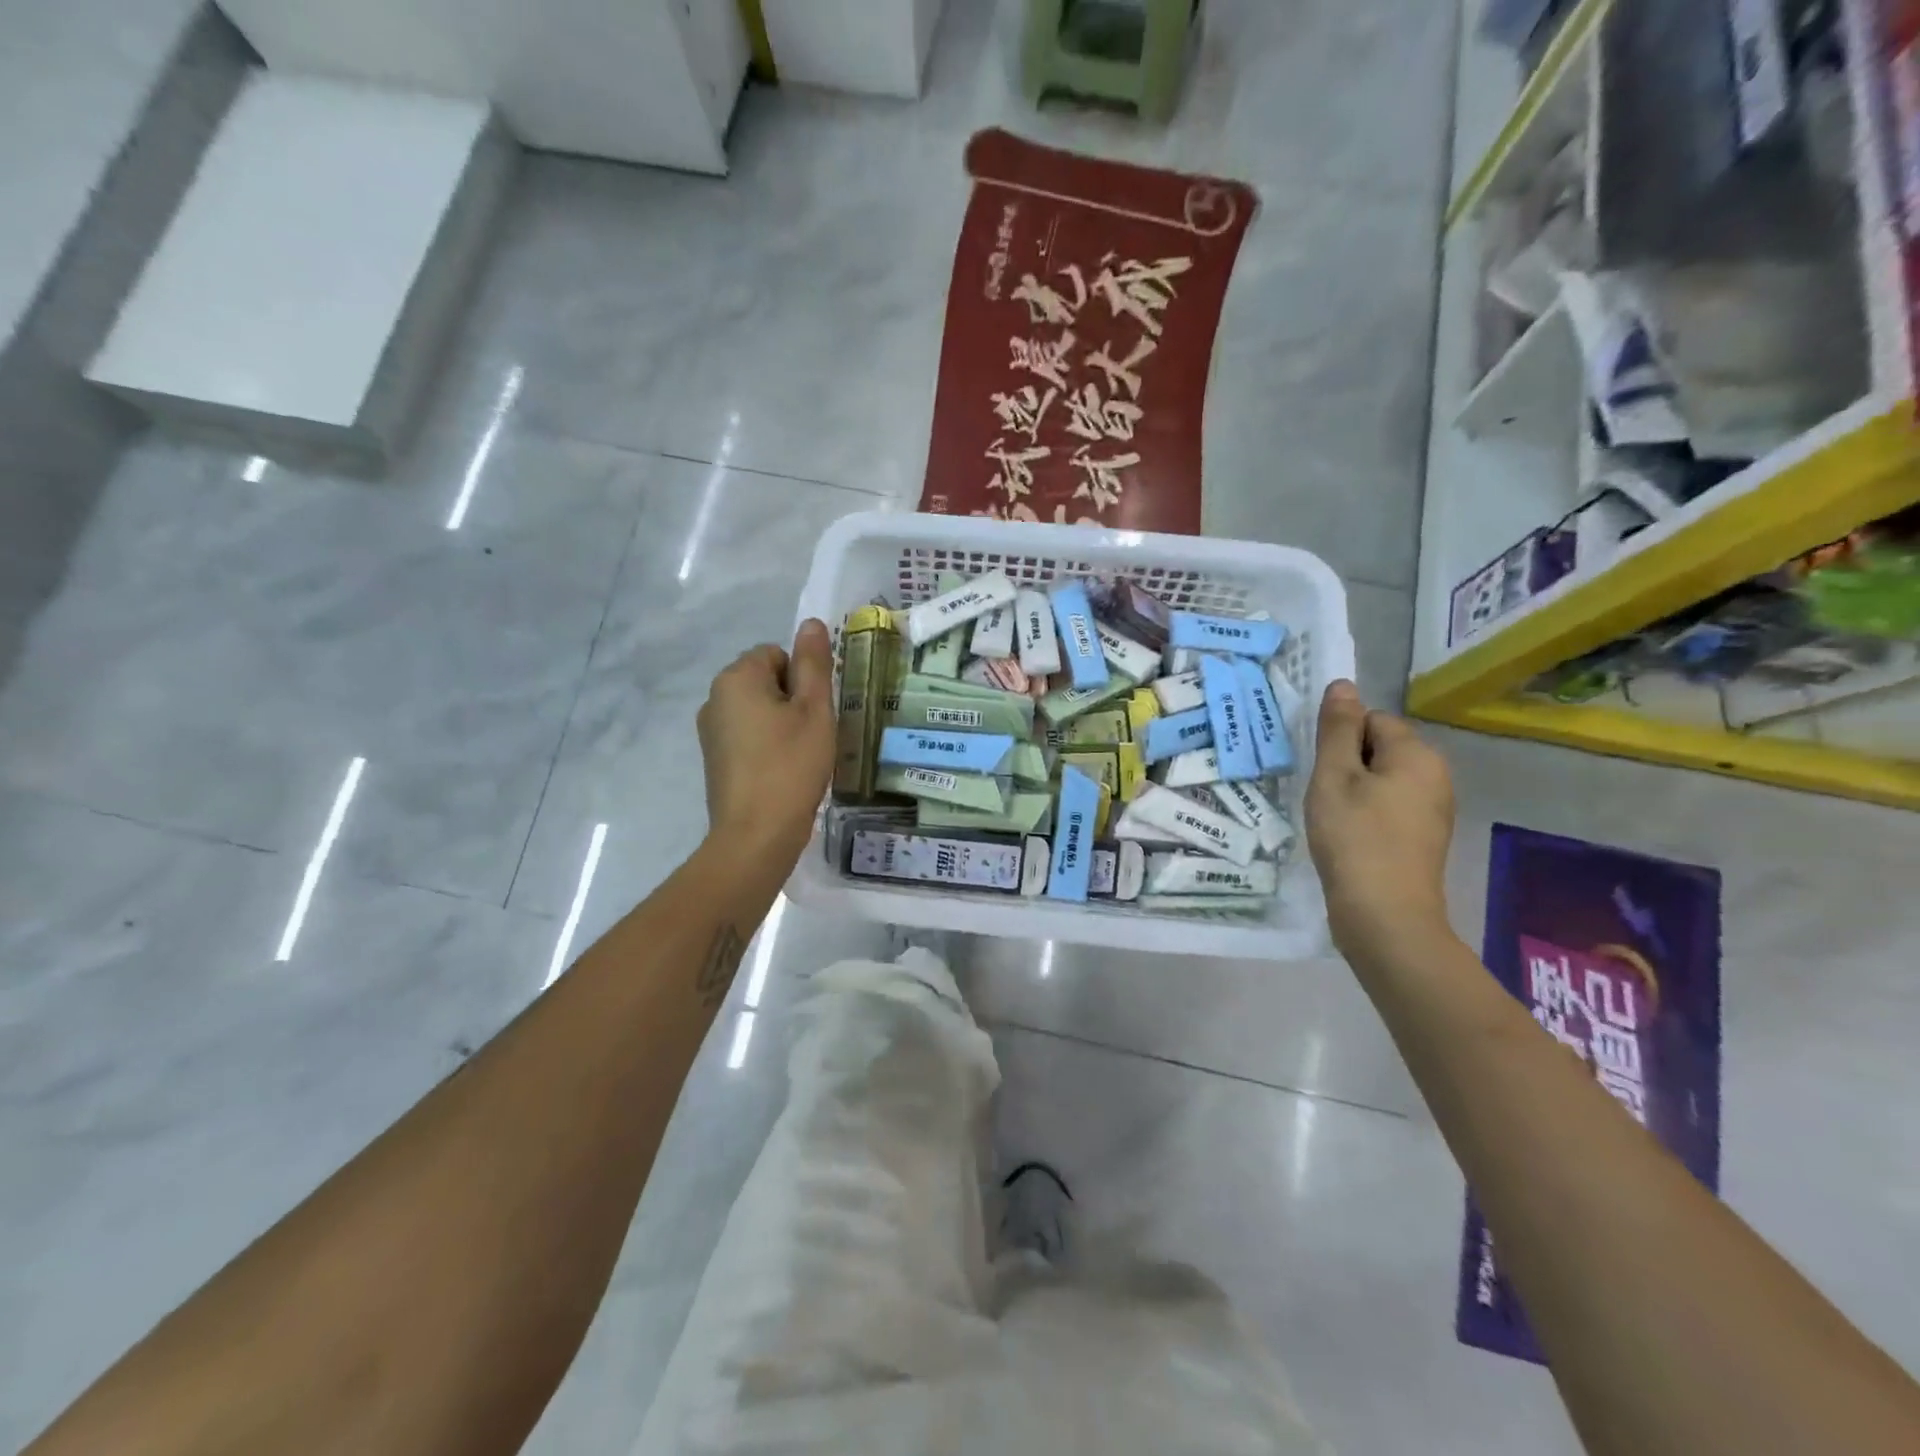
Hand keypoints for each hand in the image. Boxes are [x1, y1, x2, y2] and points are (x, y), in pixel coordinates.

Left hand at [697, 620, 835, 868]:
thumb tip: (812, 623)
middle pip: (766, 680)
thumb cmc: (791, 765)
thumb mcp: (814, 709)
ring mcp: (710, 731)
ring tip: (800, 757)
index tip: (815, 712)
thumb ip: (814, 663)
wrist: (756, 835)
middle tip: (812, 735)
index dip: (803, 679)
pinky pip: (748, 736)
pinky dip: (767, 746)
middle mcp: (715, 697)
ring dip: (782, 724)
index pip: (777, 654)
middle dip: (792, 701)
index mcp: (736, 678)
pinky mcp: (714, 759)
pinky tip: (783, 772)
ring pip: (758, 710)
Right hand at [1306, 681, 1456, 961]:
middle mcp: (1436, 774)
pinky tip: (1351, 839)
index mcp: (1417, 754)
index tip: (1324, 775)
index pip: (1370, 720)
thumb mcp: (1334, 776)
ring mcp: (1435, 808)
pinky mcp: (1425, 836)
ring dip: (1353, 792)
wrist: (1385, 915)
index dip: (1339, 742)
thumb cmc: (1355, 838)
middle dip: (1347, 766)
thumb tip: (1343, 683)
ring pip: (1381, 779)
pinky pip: (1390, 806)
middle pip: (1378, 748)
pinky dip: (1367, 815)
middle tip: (1326, 798)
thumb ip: (1337, 728)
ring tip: (1335, 821)